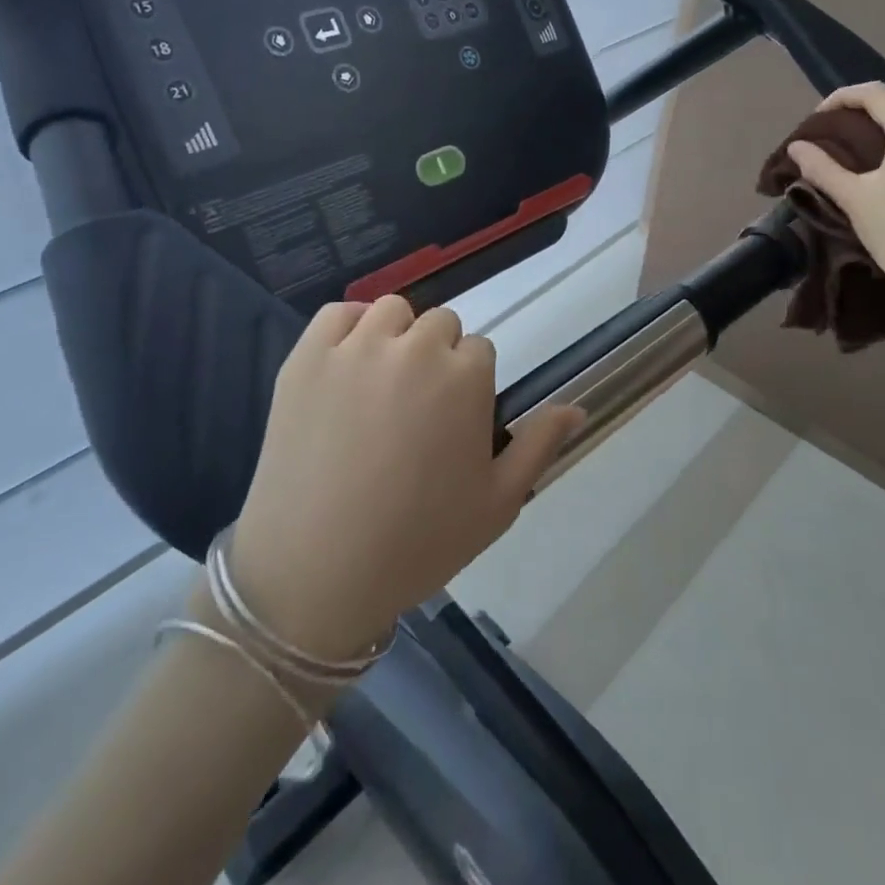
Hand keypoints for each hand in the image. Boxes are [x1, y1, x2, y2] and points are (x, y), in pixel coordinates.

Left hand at [219, 297, 582, 659]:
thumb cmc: (418, 543)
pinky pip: (337, 312)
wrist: (315, 573)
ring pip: (392, 311)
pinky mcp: (307, 357)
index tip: (452, 422)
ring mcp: (356, 348)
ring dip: (397, 336)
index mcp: (465, 378)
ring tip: (382, 385)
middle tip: (416, 410)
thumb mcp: (498, 504)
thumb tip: (577, 408)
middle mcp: (414, 349)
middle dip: (438, 357)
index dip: (470, 385)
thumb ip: (539, 445)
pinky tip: (348, 362)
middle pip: (440, 324)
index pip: (479, 350)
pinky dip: (348, 326)